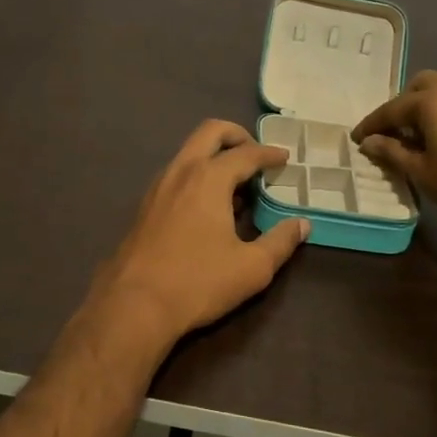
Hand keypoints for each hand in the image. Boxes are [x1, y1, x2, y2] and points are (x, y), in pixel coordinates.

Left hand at [88, 120, 308, 348]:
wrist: (134, 304)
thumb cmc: (198, 282)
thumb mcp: (252, 268)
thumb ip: (281, 242)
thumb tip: (302, 225)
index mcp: (209, 178)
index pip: (246, 153)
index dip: (269, 154)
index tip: (285, 158)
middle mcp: (181, 171)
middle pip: (210, 132)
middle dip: (237, 135)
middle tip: (256, 155)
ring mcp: (158, 186)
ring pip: (189, 152)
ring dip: (215, 156)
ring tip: (236, 186)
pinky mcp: (145, 206)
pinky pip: (177, 174)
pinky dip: (198, 175)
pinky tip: (209, 207)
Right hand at [351, 71, 436, 232]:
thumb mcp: (422, 172)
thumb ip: (392, 152)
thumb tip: (369, 142)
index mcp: (432, 99)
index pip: (391, 109)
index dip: (371, 125)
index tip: (357, 139)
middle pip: (419, 88)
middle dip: (401, 107)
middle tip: (390, 135)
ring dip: (424, 108)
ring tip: (415, 139)